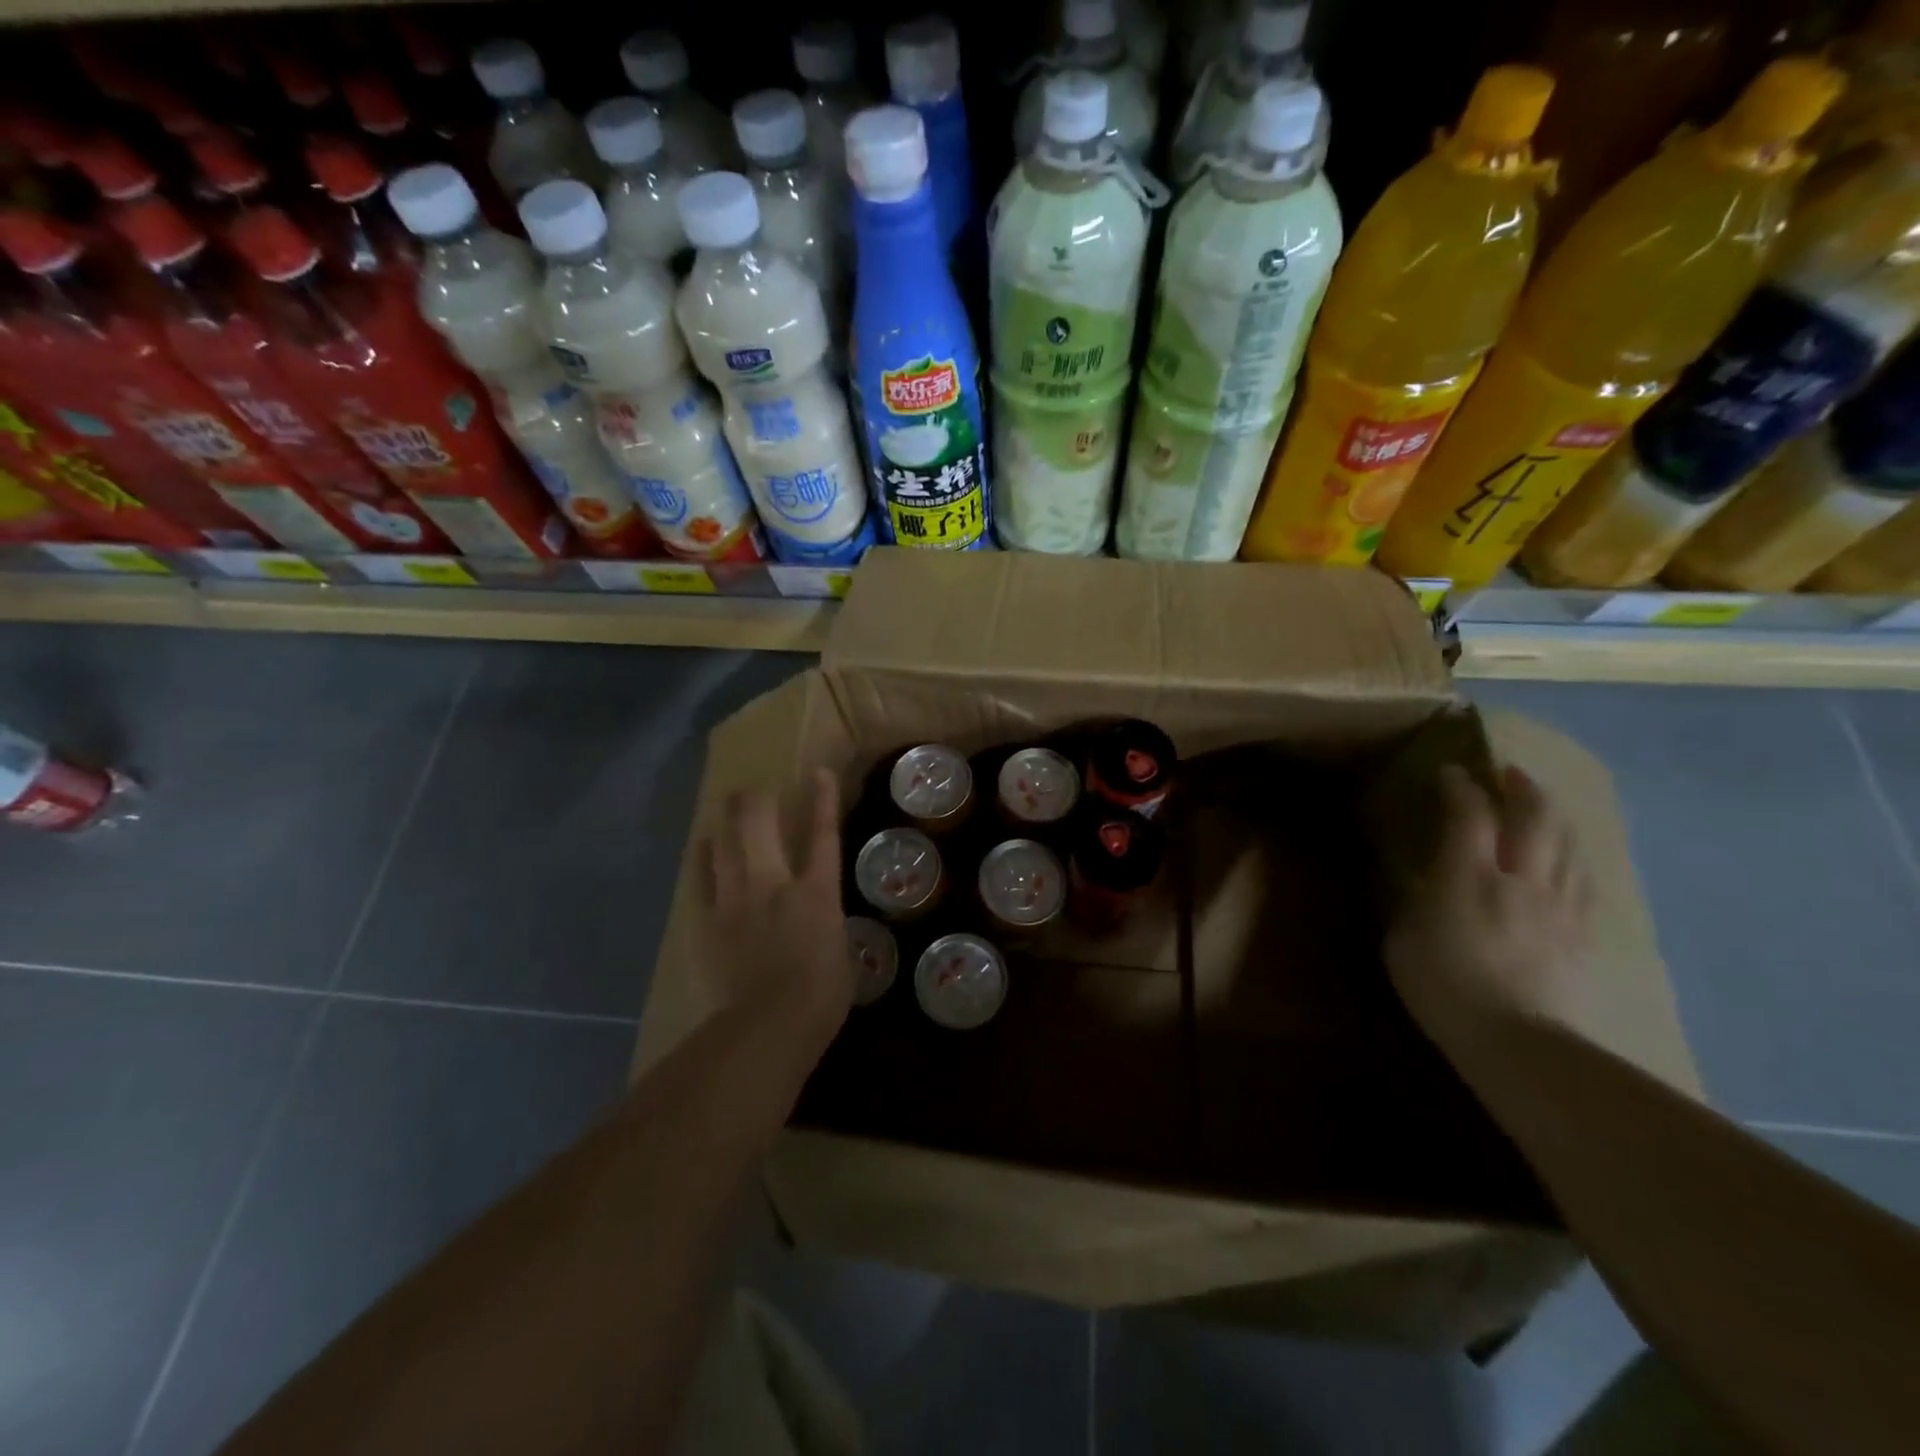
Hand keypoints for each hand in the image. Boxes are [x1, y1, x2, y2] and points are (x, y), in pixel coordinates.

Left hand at [698, 768, 852, 1061]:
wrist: (767, 1026)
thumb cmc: (820, 997)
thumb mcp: (840, 951)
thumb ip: (827, 922)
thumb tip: (819, 917)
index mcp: (817, 892)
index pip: (822, 834)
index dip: (821, 800)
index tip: (817, 773)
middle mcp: (774, 883)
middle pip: (761, 824)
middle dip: (758, 799)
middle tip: (757, 789)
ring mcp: (736, 899)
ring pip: (725, 843)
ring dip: (727, 819)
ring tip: (727, 805)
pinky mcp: (708, 921)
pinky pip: (702, 878)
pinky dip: (703, 857)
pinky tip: (702, 845)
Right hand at [1384, 762, 1593, 1046]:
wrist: (1522, 1045)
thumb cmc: (1445, 990)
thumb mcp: (1404, 941)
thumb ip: (1416, 902)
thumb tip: (1425, 880)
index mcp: (1469, 878)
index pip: (1468, 815)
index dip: (1460, 787)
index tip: (1452, 772)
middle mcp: (1521, 880)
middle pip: (1534, 819)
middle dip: (1522, 788)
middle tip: (1510, 772)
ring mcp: (1560, 907)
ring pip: (1568, 846)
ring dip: (1554, 819)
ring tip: (1542, 809)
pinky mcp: (1585, 936)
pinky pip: (1584, 884)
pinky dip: (1573, 860)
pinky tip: (1568, 863)